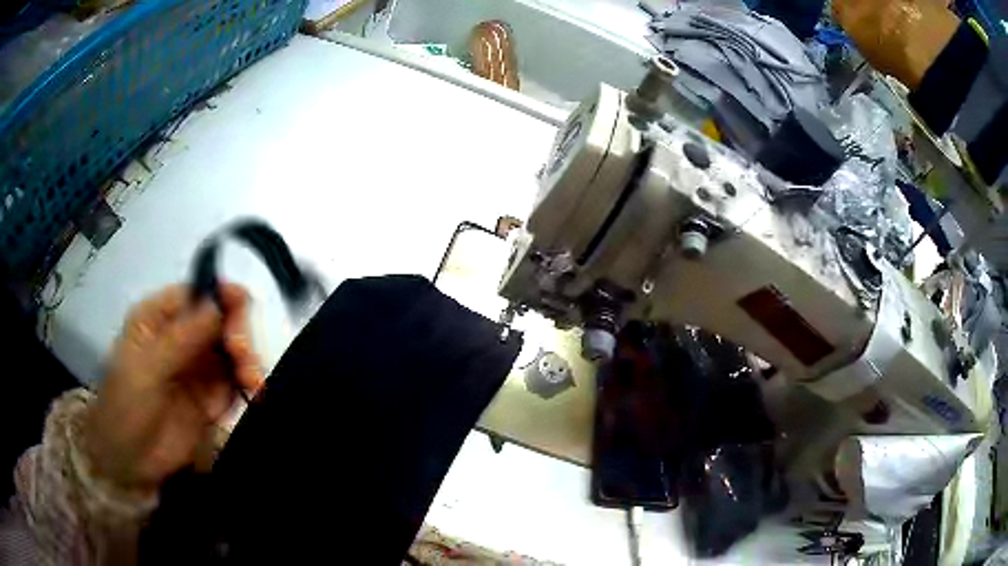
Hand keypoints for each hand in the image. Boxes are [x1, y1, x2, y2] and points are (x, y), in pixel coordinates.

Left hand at [84, 284, 264, 495]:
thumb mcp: (147, 370)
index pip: (195, 293)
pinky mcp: (210, 399)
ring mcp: (196, 369)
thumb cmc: (125, 407)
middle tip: (243, 358)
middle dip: (237, 335)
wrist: (129, 463)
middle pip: (220, 321)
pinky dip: (249, 386)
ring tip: (253, 385)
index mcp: (158, 318)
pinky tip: (255, 395)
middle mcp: (181, 336)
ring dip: (247, 363)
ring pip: (232, 352)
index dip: (220, 294)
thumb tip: (219, 302)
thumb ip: (182, 338)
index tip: (243, 305)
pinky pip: (235, 384)